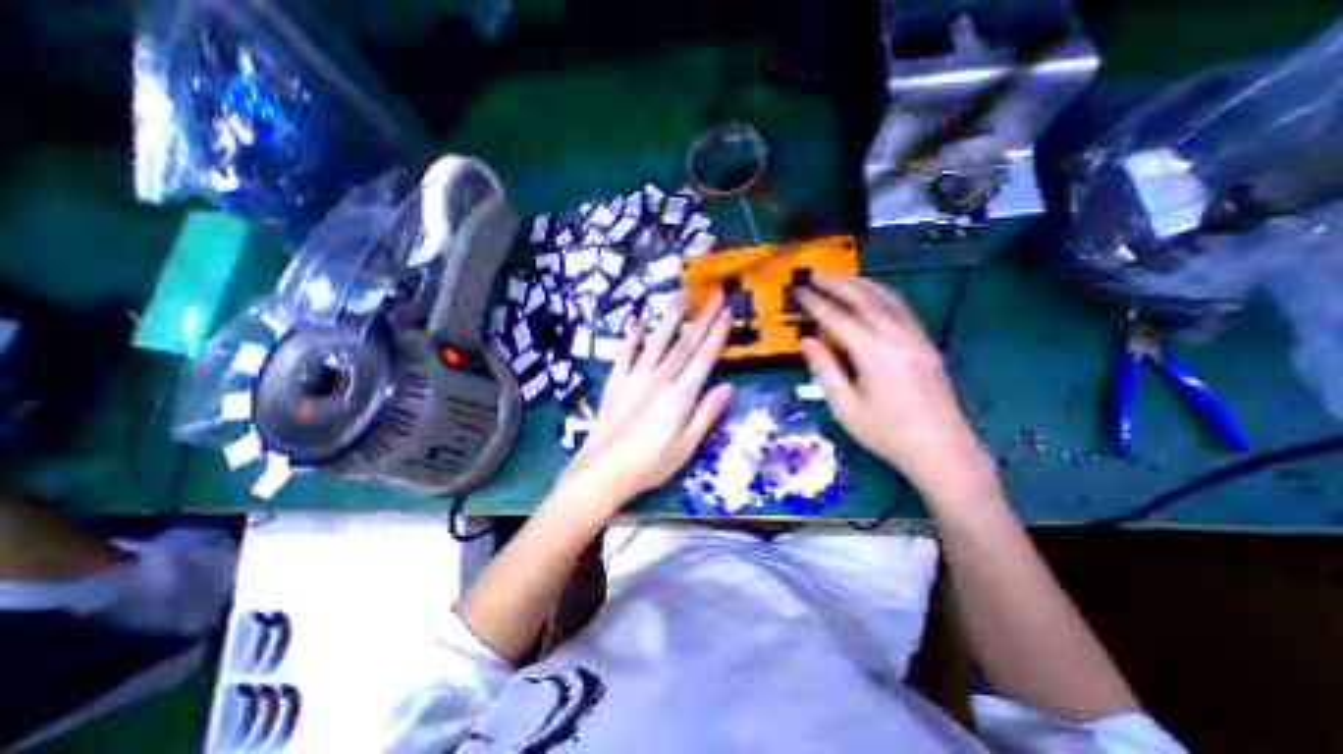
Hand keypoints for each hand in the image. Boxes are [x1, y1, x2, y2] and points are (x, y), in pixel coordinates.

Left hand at [562, 292, 739, 509]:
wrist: (605, 470)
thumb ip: (707, 414)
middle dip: (702, 318)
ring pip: (656, 340)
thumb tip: (727, 388)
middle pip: (685, 343)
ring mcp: (635, 377)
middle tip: (715, 295)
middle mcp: (660, 379)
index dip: (717, 333)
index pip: (705, 357)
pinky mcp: (616, 381)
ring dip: (670, 317)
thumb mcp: (687, 446)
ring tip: (681, 295)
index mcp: (681, 395)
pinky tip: (639, 321)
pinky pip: (625, 353)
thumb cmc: (651, 464)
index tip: (727, 312)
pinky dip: (633, 336)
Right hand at [796, 276, 996, 500]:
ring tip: (838, 278)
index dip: (816, 303)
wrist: (941, 448)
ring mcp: (915, 335)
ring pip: (885, 297)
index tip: (799, 290)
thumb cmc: (886, 432)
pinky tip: (871, 293)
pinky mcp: (925, 341)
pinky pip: (901, 306)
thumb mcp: (845, 406)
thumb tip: (806, 340)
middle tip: (814, 276)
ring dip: (859, 284)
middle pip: (863, 299)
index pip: (838, 318)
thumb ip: (825, 369)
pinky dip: (881, 293)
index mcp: (873, 352)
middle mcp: (896, 335)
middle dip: (836, 285)